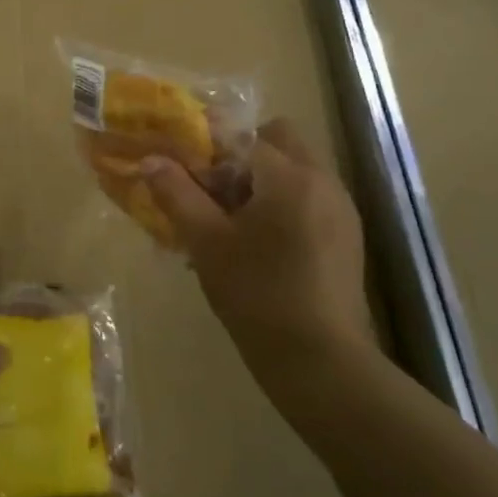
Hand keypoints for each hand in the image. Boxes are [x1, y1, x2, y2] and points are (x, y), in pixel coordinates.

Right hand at [143, 119, 378, 378]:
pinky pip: (309, 198)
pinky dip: (282, 203)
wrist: (320, 361)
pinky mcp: (347, 236)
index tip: (188, 171)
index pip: (244, 135)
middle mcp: (323, 181)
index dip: (211, 146)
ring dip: (262, 179)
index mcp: (289, 176)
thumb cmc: (257, 294)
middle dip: (242, 155)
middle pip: (279, 141)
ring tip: (231, 222)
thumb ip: (177, 193)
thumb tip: (150, 160)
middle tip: (213, 191)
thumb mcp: (206, 242)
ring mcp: (341, 209)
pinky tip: (259, 244)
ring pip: (296, 169)